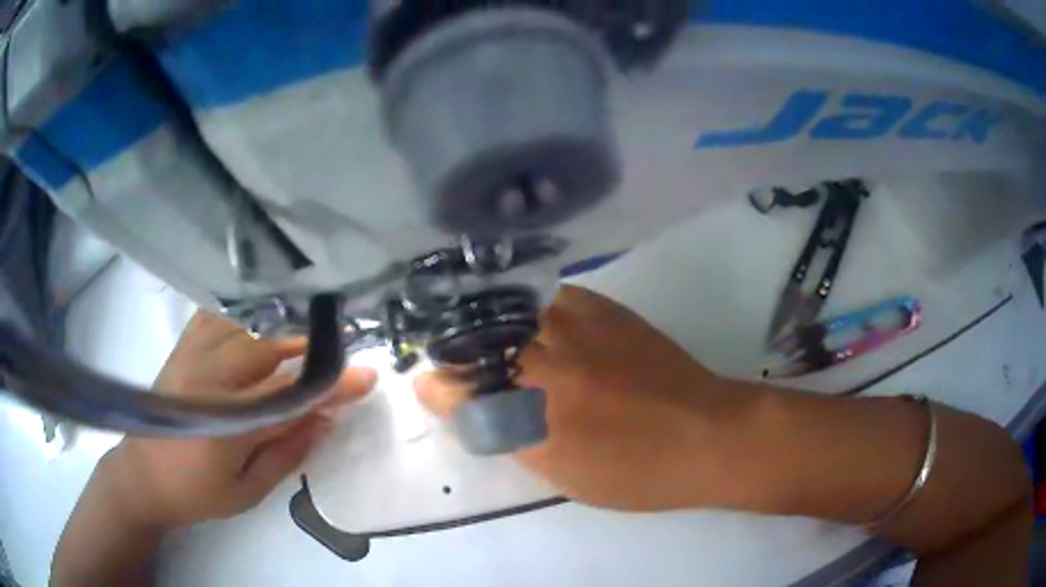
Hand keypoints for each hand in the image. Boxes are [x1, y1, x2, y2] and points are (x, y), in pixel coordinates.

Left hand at [102, 311, 376, 529]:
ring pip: (245, 325)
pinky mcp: (183, 346)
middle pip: (267, 348)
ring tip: (308, 332)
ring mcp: (192, 355)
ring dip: (281, 327)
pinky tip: (260, 317)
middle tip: (341, 350)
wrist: (144, 476)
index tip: (365, 376)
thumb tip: (325, 419)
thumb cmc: (198, 492)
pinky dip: (245, 311)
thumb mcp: (249, 490)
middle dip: (309, 346)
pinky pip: (218, 314)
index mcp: (226, 423)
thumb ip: (288, 453)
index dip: (330, 385)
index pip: (288, 395)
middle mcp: (208, 379)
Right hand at [415, 285, 755, 510]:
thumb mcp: (560, 469)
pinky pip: (548, 295)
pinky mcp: (605, 309)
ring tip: (488, 335)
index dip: (441, 384)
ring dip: (489, 322)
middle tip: (456, 360)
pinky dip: (528, 306)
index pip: (461, 386)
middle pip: (477, 339)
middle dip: (457, 348)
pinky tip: (531, 319)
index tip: (433, 385)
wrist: (707, 434)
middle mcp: (550, 360)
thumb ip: (505, 432)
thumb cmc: (634, 471)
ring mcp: (578, 327)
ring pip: (507, 309)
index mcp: (536, 412)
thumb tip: (459, 400)